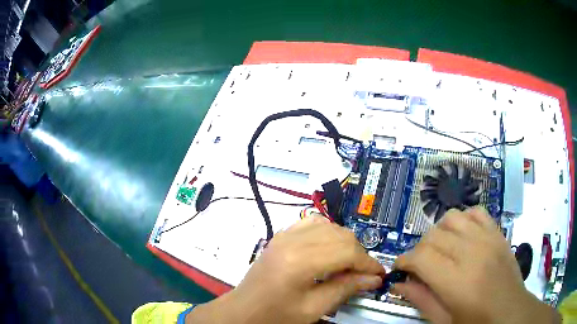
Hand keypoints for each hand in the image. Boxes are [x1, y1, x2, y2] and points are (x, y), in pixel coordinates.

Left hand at [188, 216, 384, 323]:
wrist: (244, 310)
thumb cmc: (276, 315)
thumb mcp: (313, 309)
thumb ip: (345, 289)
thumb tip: (373, 279)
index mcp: (299, 261)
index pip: (347, 251)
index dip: (368, 263)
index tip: (379, 274)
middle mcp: (293, 241)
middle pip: (341, 235)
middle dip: (359, 254)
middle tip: (365, 273)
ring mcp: (285, 234)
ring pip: (330, 226)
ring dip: (345, 243)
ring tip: (349, 263)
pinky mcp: (281, 235)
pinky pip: (312, 223)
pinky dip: (328, 233)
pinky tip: (330, 249)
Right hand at [393, 207, 559, 323]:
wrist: (510, 312)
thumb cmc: (475, 322)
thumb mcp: (444, 321)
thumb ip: (421, 300)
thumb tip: (400, 284)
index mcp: (457, 281)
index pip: (421, 257)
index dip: (404, 261)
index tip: (400, 269)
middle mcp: (472, 253)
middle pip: (434, 235)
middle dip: (419, 250)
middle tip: (420, 266)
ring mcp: (487, 238)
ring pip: (452, 217)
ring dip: (440, 232)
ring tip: (441, 249)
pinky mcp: (498, 233)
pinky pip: (475, 212)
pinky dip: (463, 220)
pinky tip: (462, 235)